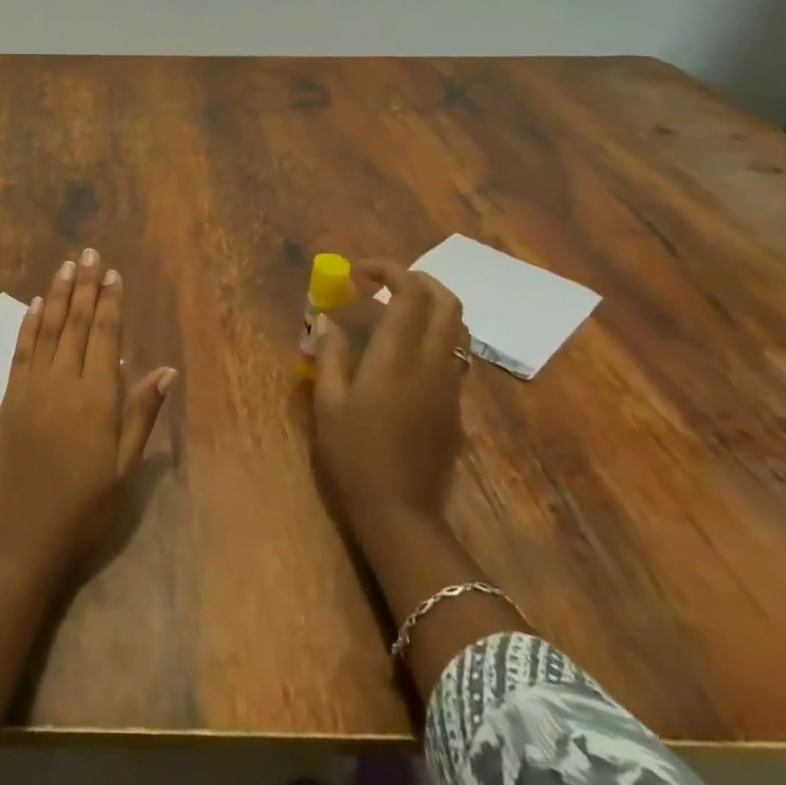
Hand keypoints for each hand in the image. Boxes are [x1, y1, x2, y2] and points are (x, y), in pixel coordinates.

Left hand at [0, 249, 175, 578]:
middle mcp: (62, 381)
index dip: (110, 303)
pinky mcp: (9, 399)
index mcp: (96, 397)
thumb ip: (141, 414)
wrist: (21, 538)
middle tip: (89, 253)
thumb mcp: (124, 467)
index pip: (104, 336)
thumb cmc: (84, 508)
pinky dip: (28, 325)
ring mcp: (31, 388)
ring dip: (56, 295)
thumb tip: (166, 370)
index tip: (113, 273)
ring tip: (65, 266)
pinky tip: (33, 306)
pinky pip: (20, 352)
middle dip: (84, 286)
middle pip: (74, 323)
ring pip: (46, 329)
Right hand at [312, 262, 469, 538]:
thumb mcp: (328, 404)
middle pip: (447, 302)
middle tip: (385, 283)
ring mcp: (450, 386)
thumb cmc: (354, 456)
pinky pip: (455, 356)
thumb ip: (330, 355)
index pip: (410, 293)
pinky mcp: (456, 408)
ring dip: (433, 308)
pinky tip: (404, 357)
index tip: (360, 272)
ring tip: (397, 313)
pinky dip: (435, 337)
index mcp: (397, 357)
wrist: (401, 514)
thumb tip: (327, 321)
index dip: (389, 270)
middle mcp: (432, 363)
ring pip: (458, 329)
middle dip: (420, 280)